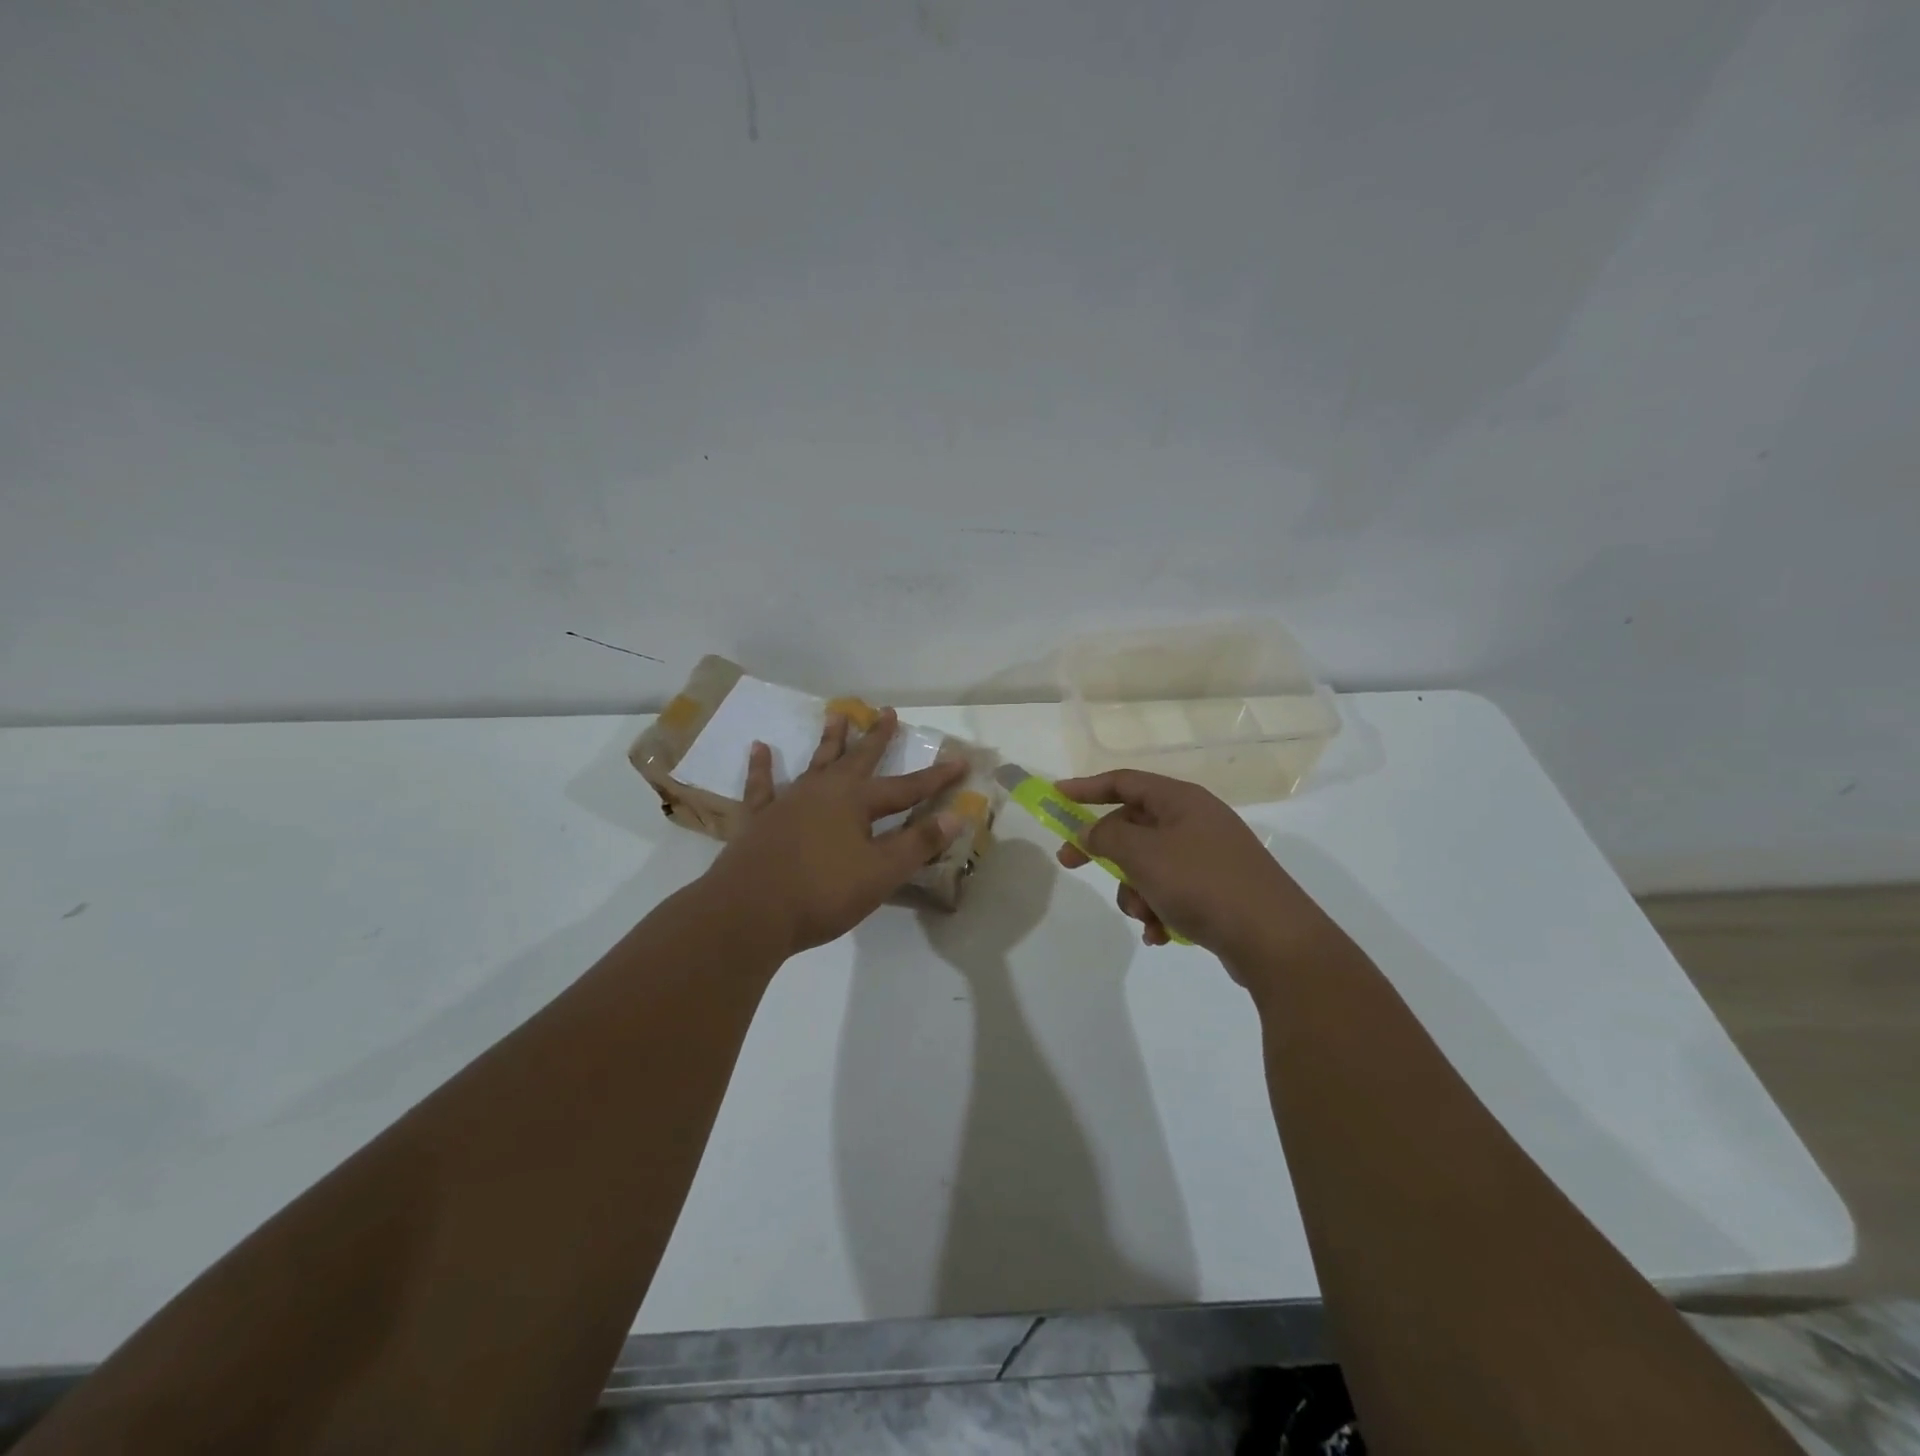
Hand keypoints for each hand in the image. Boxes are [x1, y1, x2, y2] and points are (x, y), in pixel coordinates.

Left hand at [706, 708, 967, 955]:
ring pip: (815, 763)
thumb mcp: (880, 873)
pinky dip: (761, 767)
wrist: (749, 912)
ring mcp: (788, 802)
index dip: (935, 777)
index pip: (907, 788)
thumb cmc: (822, 893)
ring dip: (829, 741)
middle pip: (858, 759)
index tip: (960, 760)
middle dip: (877, 738)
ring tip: (836, 715)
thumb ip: (917, 843)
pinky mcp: (759, 819)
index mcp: (856, 802)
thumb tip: (955, 816)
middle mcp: (824, 792)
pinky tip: (759, 748)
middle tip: (888, 712)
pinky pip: (761, 786)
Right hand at [1054, 769, 1327, 973]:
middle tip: (1071, 865)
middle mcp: (1196, 822)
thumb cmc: (1202, 883)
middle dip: (1107, 853)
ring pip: (1149, 865)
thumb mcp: (1143, 855)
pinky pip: (1171, 892)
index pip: (1125, 782)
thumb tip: (1088, 832)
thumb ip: (1106, 837)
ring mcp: (1209, 857)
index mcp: (1181, 800)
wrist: (1274, 940)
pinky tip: (1161, 935)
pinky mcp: (1217, 891)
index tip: (1057, 796)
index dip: (1087, 787)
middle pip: (1134, 826)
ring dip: (1135, 891)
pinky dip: (1159, 910)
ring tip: (1145, 915)